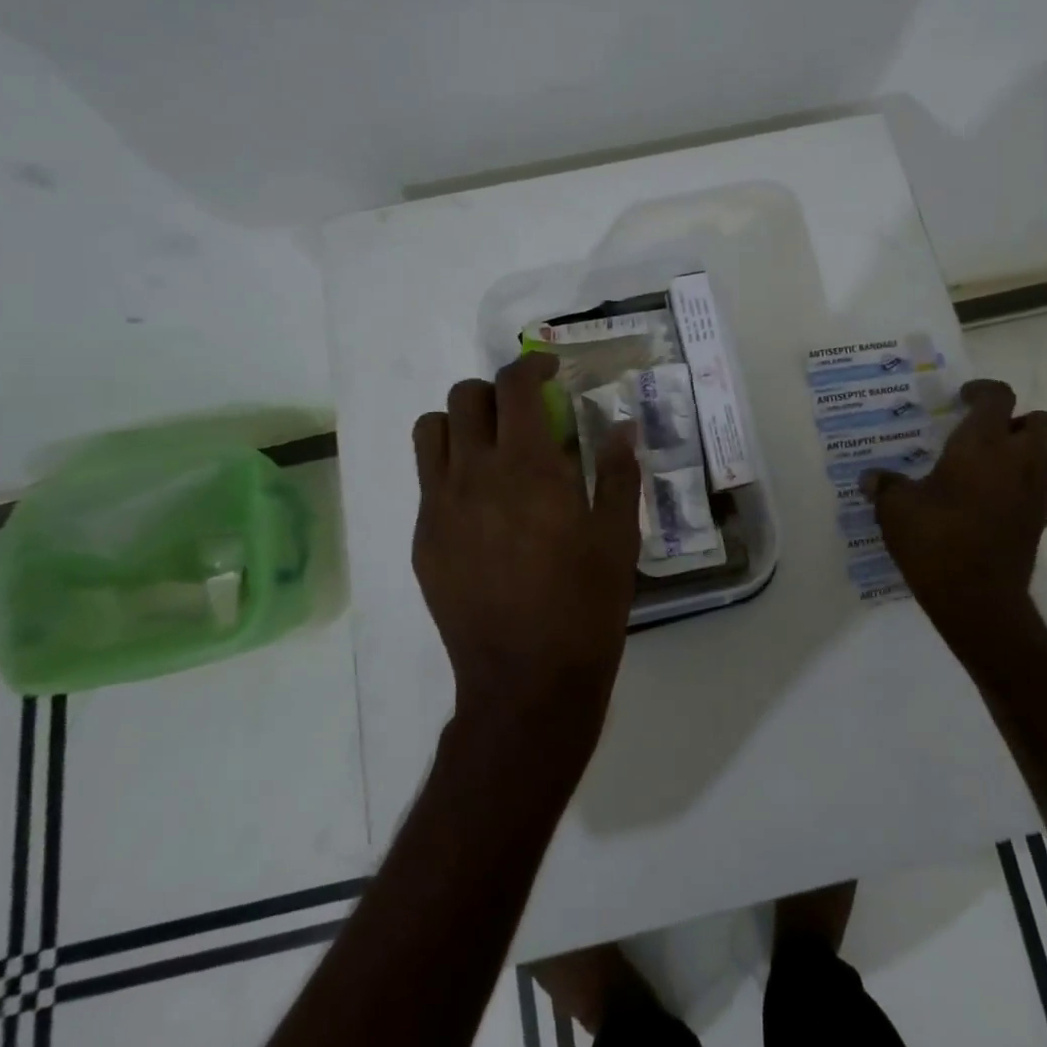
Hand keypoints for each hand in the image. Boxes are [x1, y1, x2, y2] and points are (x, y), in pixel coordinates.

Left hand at [412, 351, 641, 758]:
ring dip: (462, 423)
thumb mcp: (617, 537)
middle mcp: (475, 474)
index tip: (551, 371)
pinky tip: (481, 505)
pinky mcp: (424, 539)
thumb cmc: (584, 606)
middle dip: (496, 392)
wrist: (525, 681)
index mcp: (528, 467)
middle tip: (525, 415)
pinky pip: (427, 480)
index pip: (514, 386)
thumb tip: (622, 426)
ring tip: (492, 448)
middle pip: (464, 397)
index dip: (531, 365)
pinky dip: (450, 469)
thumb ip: (619, 472)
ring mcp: (440, 506)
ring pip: (431, 430)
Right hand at [863, 379, 1046, 662]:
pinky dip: (1023, 482)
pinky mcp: (1040, 521)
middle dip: (1018, 419)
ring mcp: (1035, 492)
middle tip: (985, 431)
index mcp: (982, 445)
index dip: (982, 390)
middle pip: (1042, 421)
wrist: (978, 600)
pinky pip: (1041, 486)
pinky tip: (990, 499)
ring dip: (1028, 450)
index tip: (961, 398)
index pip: (998, 397)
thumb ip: (885, 486)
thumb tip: (871, 478)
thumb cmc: (935, 541)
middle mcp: (1018, 460)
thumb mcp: (895, 509)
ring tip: (992, 463)